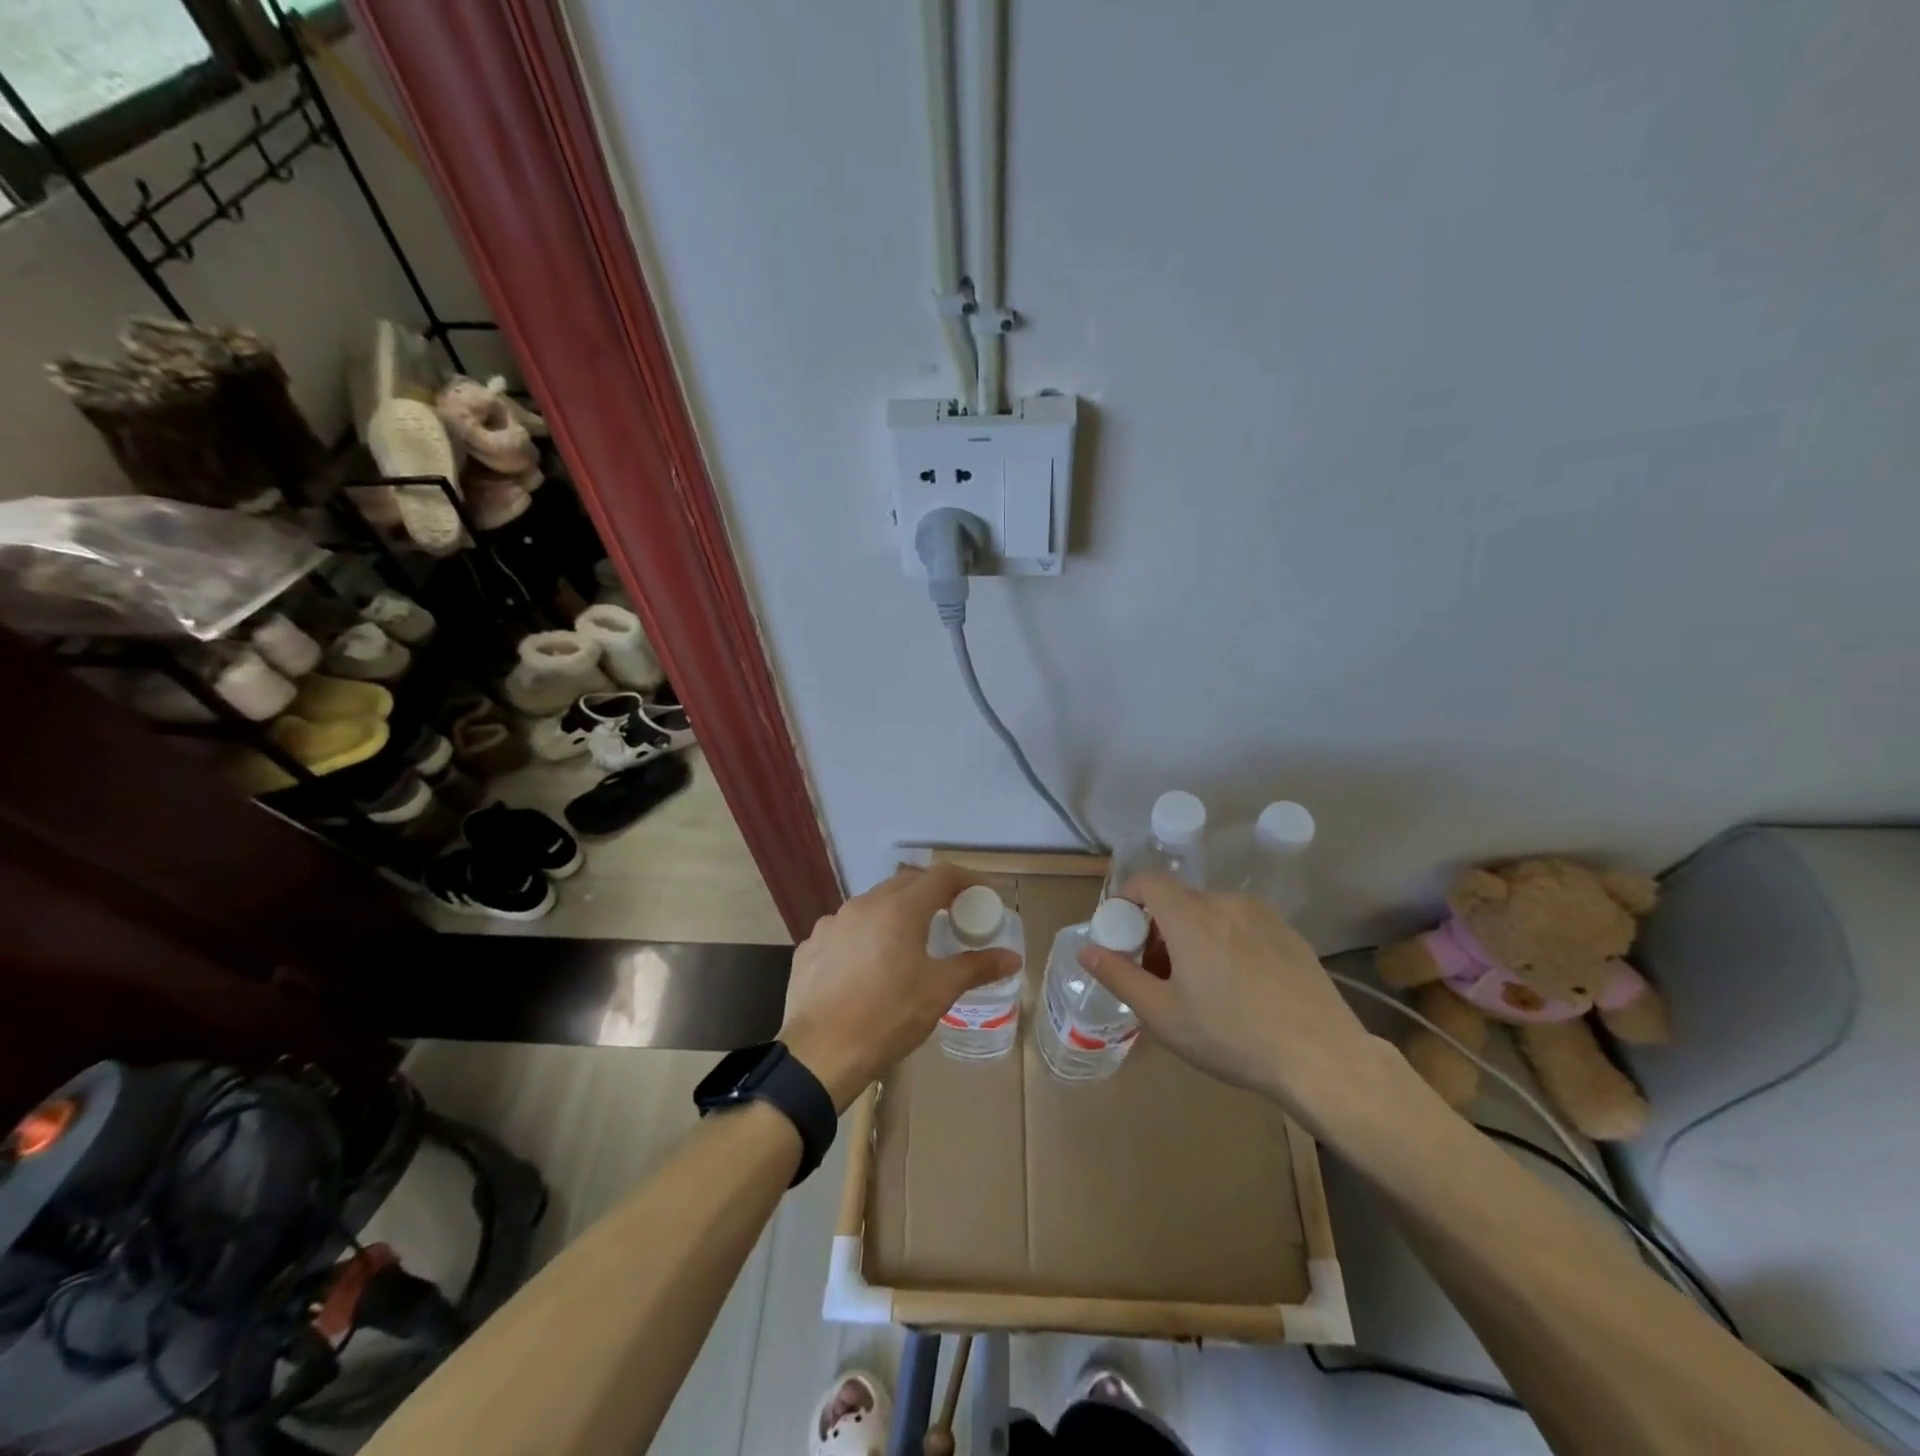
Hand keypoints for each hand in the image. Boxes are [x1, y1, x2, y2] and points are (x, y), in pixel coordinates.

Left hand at [780, 865, 1021, 1112]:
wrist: (820, 1054)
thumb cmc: (888, 1017)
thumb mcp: (939, 991)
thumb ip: (976, 967)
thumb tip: (1013, 958)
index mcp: (899, 908)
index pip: (941, 875)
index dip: (967, 880)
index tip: (983, 895)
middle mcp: (864, 904)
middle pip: (906, 883)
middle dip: (932, 893)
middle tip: (950, 915)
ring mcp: (832, 923)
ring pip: (872, 905)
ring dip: (895, 913)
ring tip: (908, 942)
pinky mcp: (810, 946)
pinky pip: (845, 929)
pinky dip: (864, 936)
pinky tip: (867, 966)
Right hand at [1077, 873, 1372, 1109]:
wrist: (1321, 1057)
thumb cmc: (1231, 1036)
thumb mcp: (1163, 1015)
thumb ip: (1119, 976)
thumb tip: (1087, 950)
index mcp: (1190, 916)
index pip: (1148, 882)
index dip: (1128, 899)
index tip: (1124, 935)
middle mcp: (1225, 902)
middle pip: (1178, 901)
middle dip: (1159, 929)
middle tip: (1160, 974)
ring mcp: (1262, 916)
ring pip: (1212, 913)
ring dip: (1194, 936)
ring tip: (1201, 984)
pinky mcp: (1290, 933)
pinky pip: (1243, 925)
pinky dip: (1227, 942)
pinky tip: (1241, 987)